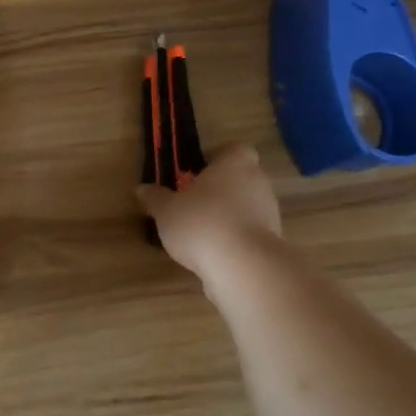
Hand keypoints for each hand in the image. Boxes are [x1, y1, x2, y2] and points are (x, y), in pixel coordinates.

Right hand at [136, 143, 283, 281]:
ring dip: (227, 214)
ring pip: (246, 205)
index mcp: (234, 164)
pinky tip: (213, 251)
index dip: (216, 158)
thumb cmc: (201, 222)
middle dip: (219, 188)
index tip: (196, 171)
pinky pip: (249, 231)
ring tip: (200, 231)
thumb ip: (155, 197)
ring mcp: (269, 213)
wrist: (242, 265)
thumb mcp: (166, 210)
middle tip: (192, 202)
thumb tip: (142, 189)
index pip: (234, 150)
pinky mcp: (272, 241)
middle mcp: (257, 182)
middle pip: (240, 178)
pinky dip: (234, 237)